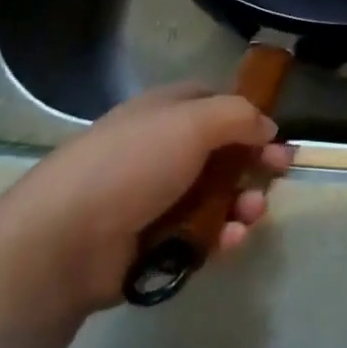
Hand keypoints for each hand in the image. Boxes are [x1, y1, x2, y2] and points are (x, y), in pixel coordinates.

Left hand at [13, 84, 292, 314]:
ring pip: (215, 197)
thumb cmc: (132, 164)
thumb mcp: (192, 122)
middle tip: (280, 173)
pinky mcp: (155, 244)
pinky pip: (200, 236)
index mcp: (165, 113)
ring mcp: (157, 198)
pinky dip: (221, 237)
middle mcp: (162, 150)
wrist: (66, 239)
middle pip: (221, 152)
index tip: (276, 133)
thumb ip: (238, 116)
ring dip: (242, 203)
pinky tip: (231, 240)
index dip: (248, 115)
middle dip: (254, 162)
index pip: (214, 103)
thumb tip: (267, 126)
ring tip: (252, 213)